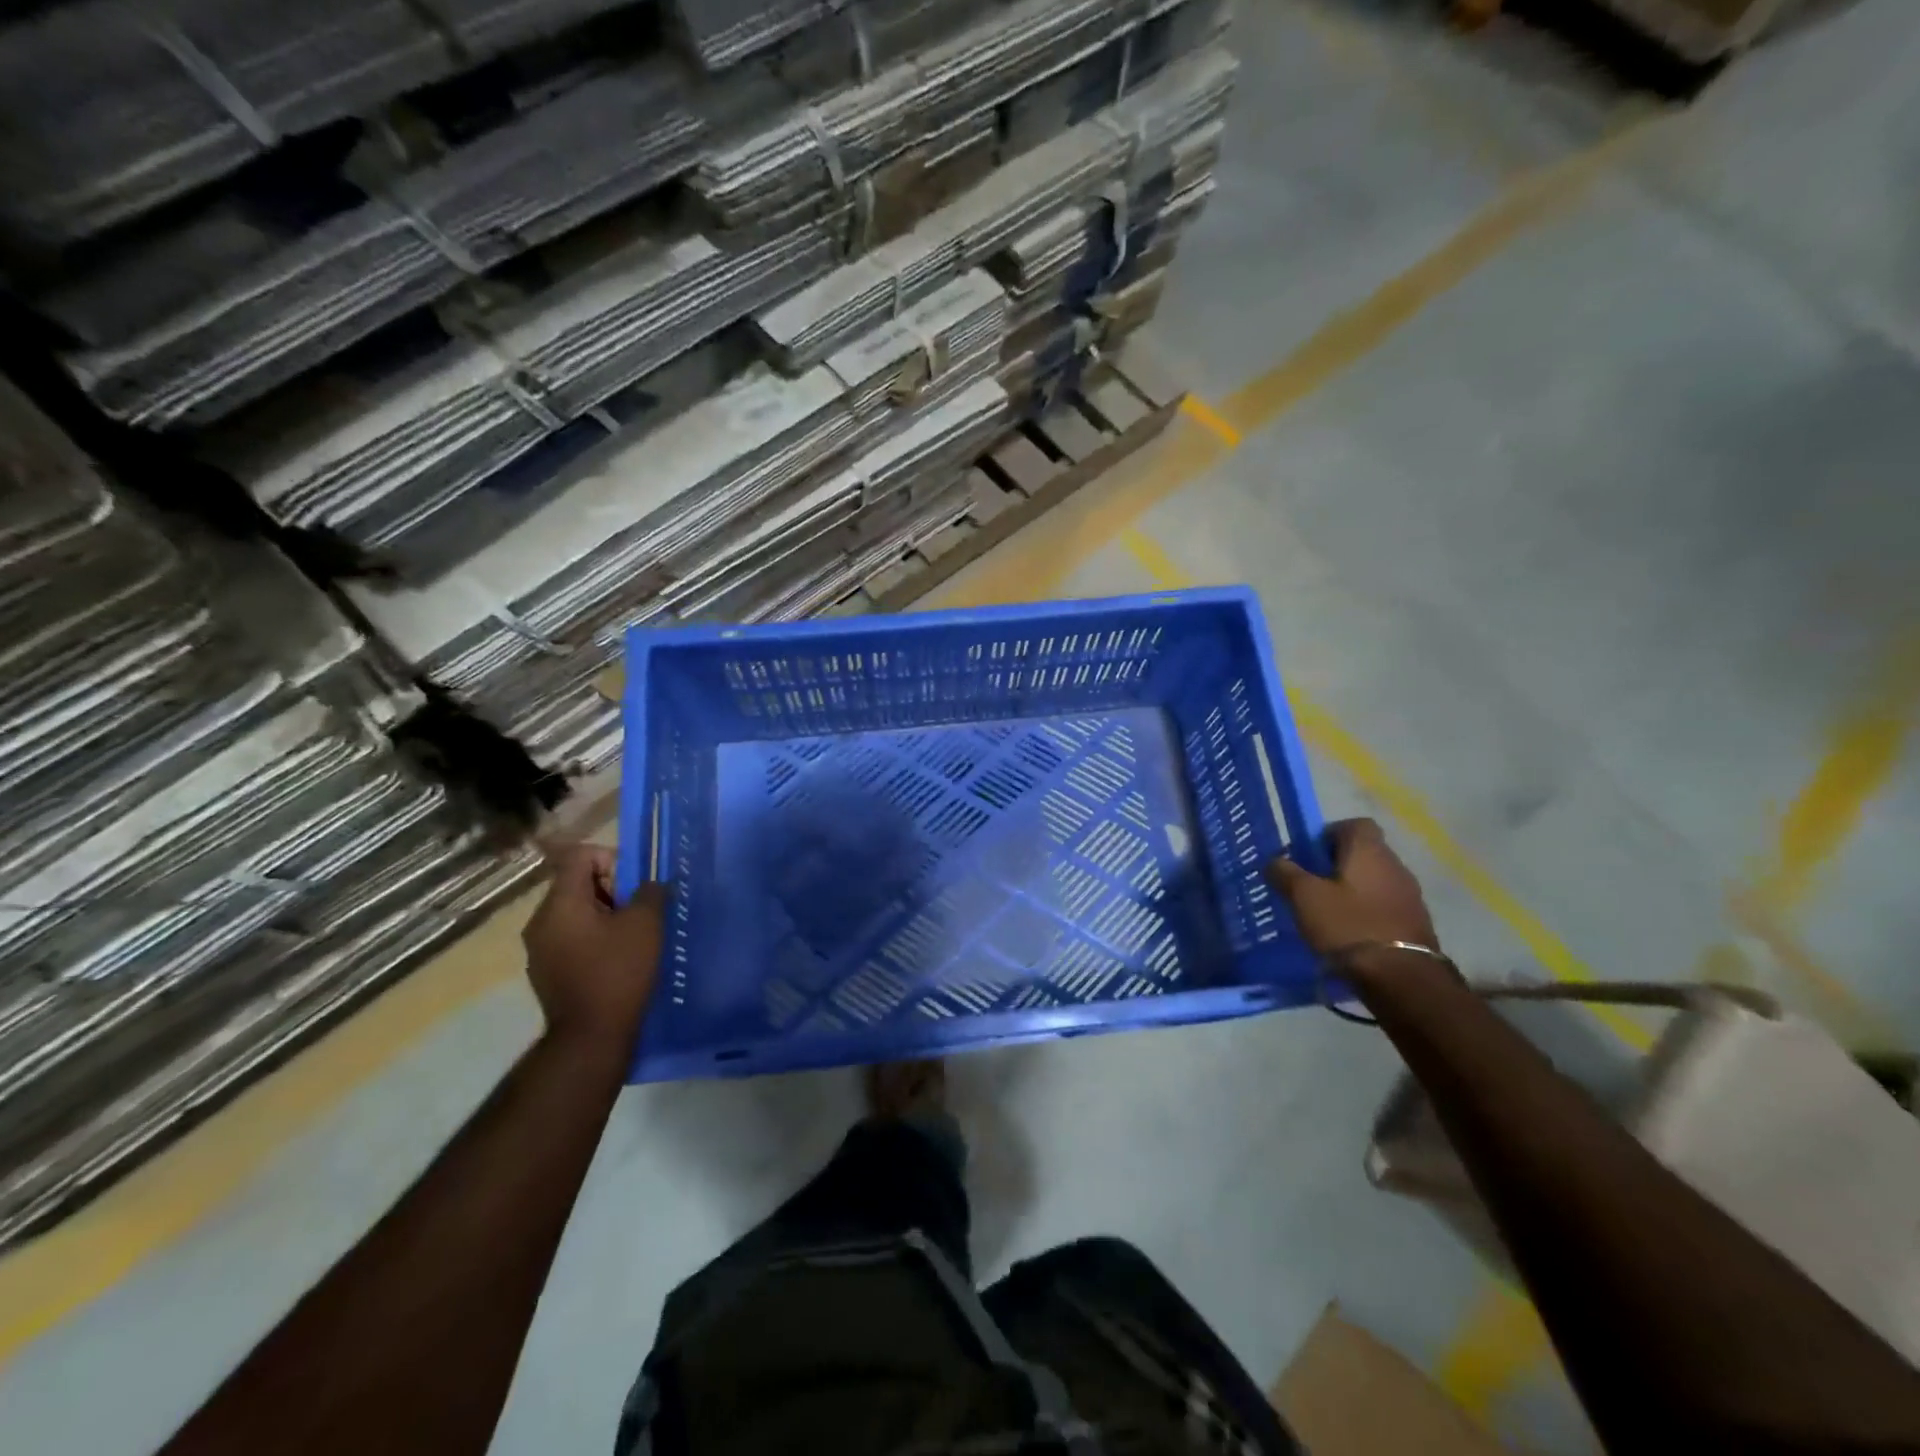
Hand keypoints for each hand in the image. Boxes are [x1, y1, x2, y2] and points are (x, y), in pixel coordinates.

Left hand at [522, 843, 665, 1056]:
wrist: (591, 1037)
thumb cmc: (618, 972)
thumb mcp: (646, 924)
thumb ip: (650, 892)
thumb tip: (650, 885)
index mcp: (560, 903)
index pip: (579, 857)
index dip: (611, 859)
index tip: (634, 885)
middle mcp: (540, 921)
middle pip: (576, 884)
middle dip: (612, 890)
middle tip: (639, 913)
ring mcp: (539, 949)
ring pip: (575, 913)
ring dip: (605, 916)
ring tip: (632, 938)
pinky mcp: (545, 972)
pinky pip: (570, 939)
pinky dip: (594, 939)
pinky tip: (616, 961)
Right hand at [1266, 818, 1438, 956]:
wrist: (1401, 978)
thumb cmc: (1348, 925)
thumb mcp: (1303, 897)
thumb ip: (1285, 873)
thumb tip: (1275, 861)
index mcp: (1369, 851)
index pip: (1355, 824)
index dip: (1329, 834)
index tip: (1309, 856)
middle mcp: (1395, 865)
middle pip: (1364, 853)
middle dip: (1337, 865)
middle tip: (1311, 886)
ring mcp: (1410, 895)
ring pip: (1374, 881)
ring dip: (1353, 891)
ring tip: (1327, 913)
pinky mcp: (1416, 923)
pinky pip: (1385, 906)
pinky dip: (1367, 912)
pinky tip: (1349, 933)